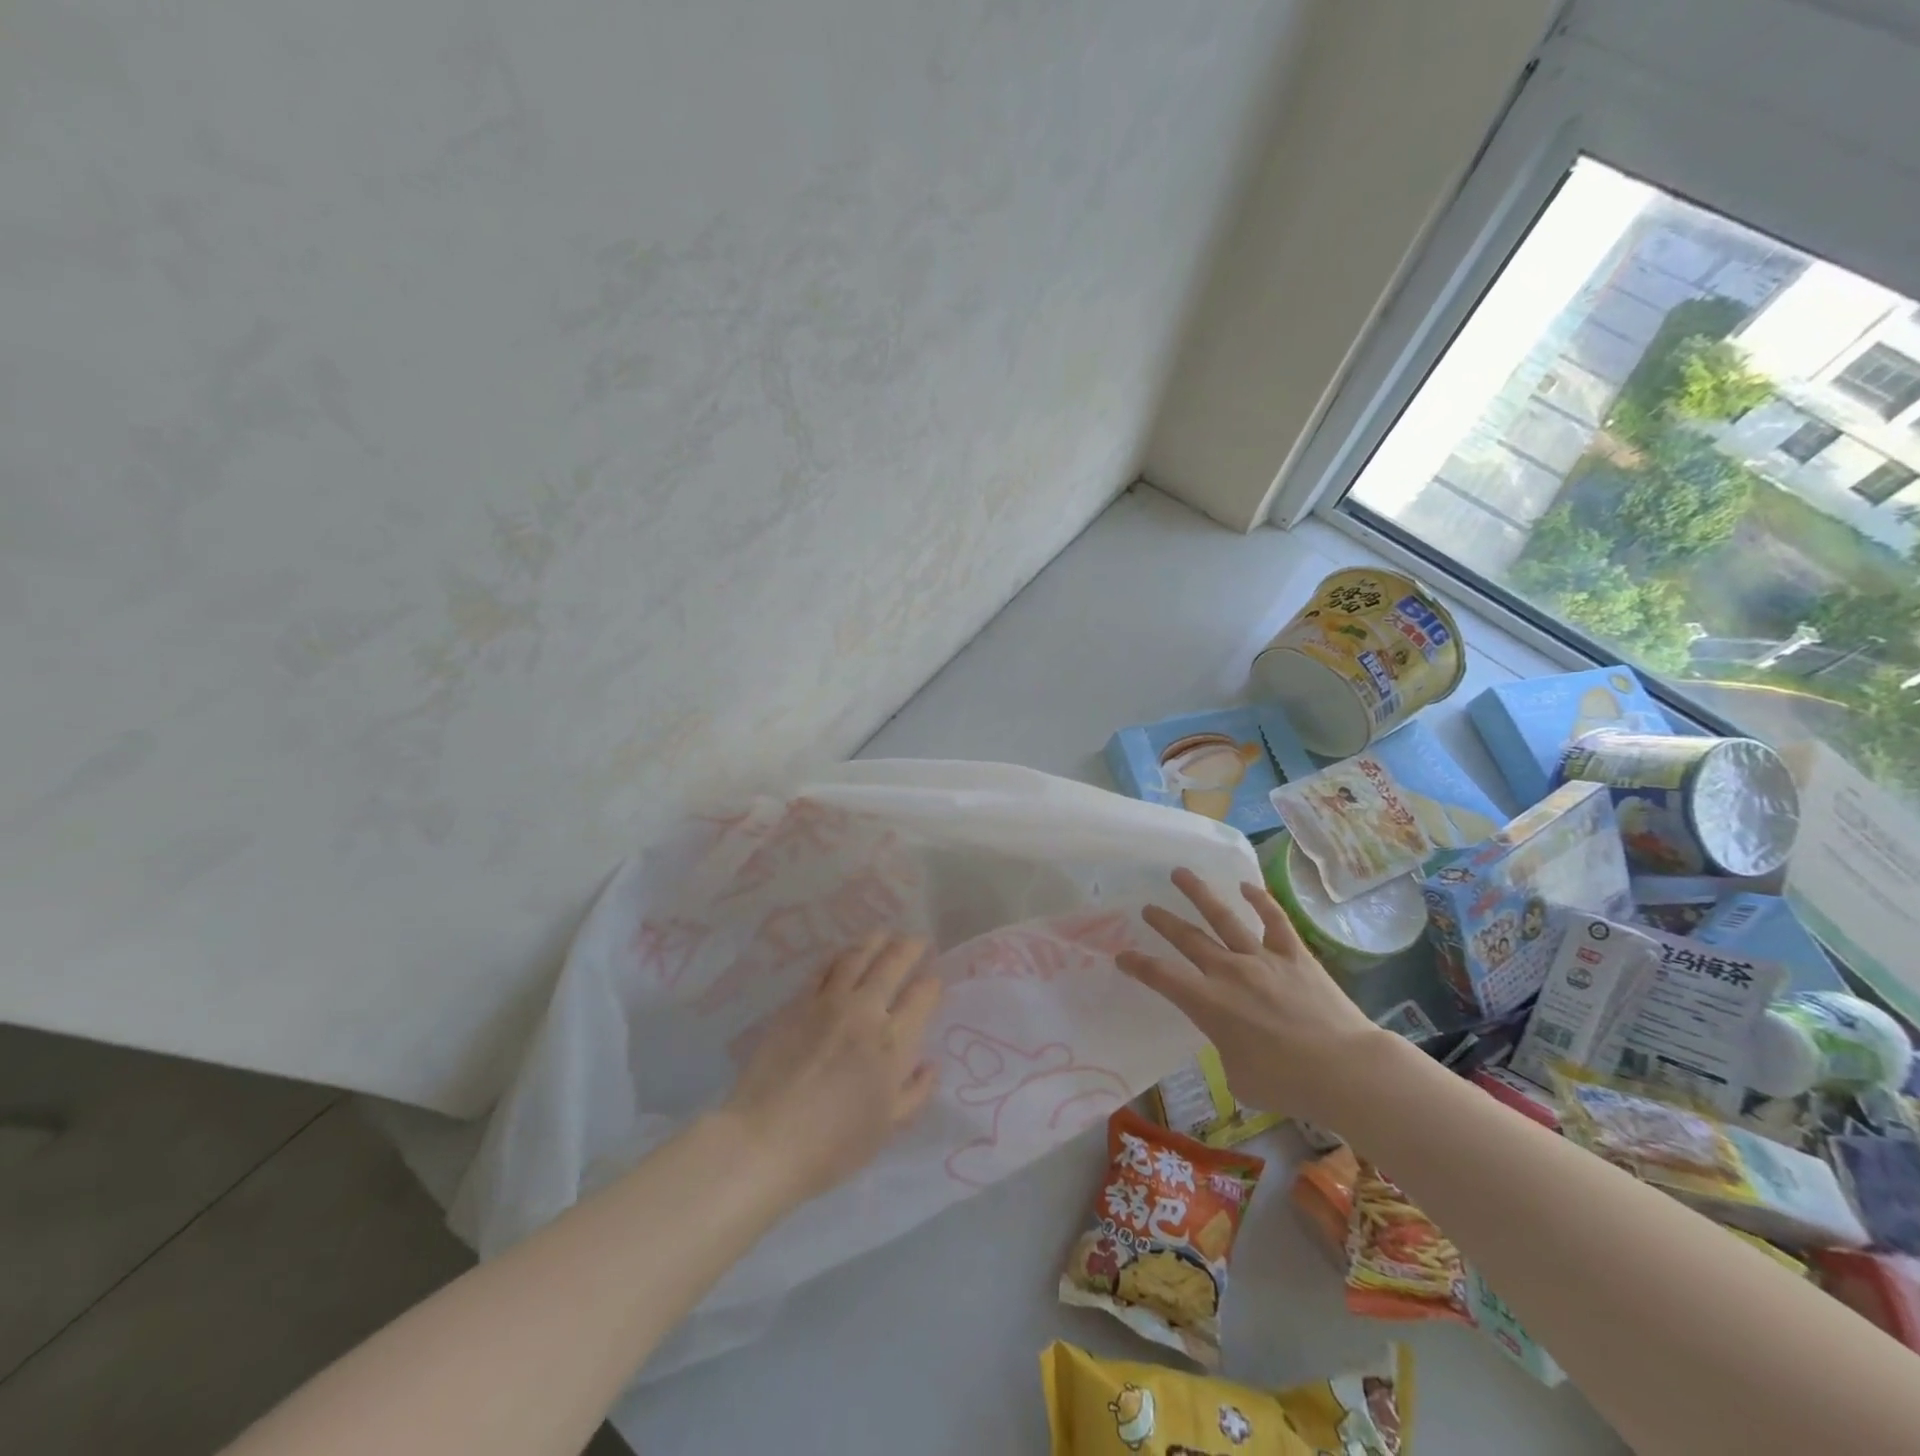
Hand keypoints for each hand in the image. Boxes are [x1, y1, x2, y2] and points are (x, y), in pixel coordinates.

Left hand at [721, 932, 942, 1203]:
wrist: (766, 1140)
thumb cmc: (833, 1145)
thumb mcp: (887, 1127)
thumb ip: (915, 1092)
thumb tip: (930, 1064)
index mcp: (893, 1042)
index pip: (922, 997)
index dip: (932, 984)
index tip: (934, 980)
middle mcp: (866, 1011)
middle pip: (893, 963)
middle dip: (911, 947)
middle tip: (918, 941)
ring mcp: (829, 1002)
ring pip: (858, 955)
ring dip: (876, 940)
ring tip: (885, 934)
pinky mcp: (798, 1002)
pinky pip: (823, 968)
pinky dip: (839, 956)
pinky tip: (845, 955)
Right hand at [1116, 868, 1390, 1122]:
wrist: (1346, 1070)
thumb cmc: (1288, 1085)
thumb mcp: (1240, 1078)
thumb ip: (1227, 1050)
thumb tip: (1234, 1041)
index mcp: (1208, 1004)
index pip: (1161, 977)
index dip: (1137, 965)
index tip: (1122, 956)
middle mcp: (1228, 972)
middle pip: (1188, 938)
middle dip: (1163, 921)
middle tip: (1147, 907)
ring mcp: (1262, 958)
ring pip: (1223, 917)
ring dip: (1199, 893)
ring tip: (1181, 873)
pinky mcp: (1294, 955)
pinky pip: (1274, 920)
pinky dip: (1260, 900)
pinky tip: (1247, 885)